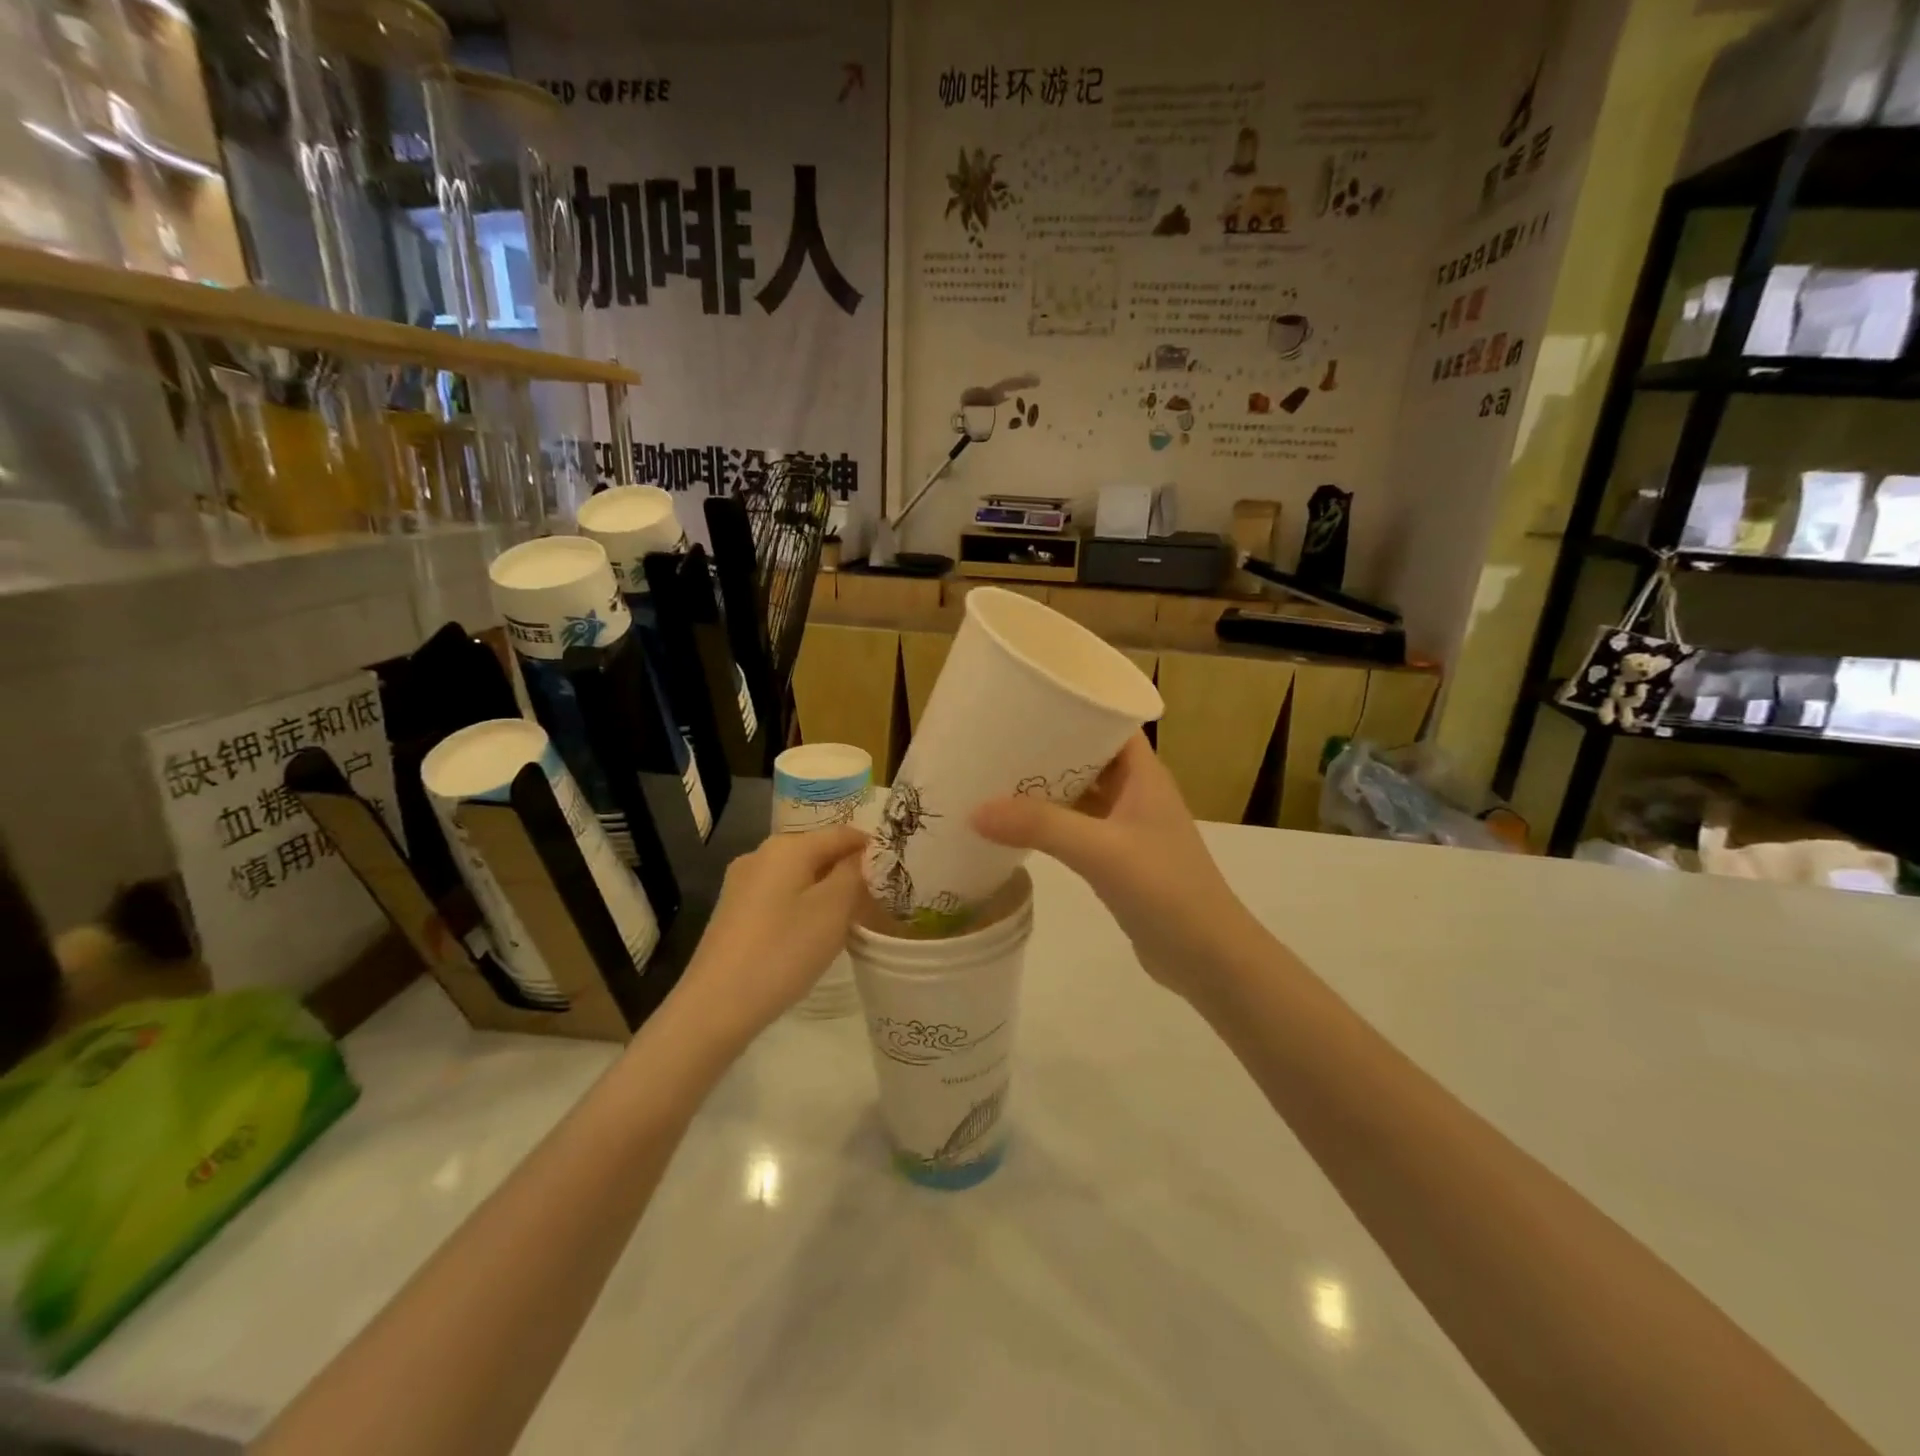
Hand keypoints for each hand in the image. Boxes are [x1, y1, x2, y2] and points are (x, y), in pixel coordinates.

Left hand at [674, 826, 866, 1048]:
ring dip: (825, 892)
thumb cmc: (783, 951)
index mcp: (788, 846)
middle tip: (875, 901)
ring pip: (798, 876)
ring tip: (847, 921)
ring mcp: (742, 883)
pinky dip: (802, 907)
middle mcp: (761, 854)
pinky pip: (779, 896)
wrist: (716, 1006)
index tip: (895, 874)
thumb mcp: (834, 909)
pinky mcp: (733, 911)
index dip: (871, 848)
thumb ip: (854, 874)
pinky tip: (810, 936)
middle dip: (847, 872)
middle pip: (817, 852)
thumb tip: (860, 856)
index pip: (842, 833)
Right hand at [972, 734, 1258, 1001]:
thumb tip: (975, 810)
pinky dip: (1050, 822)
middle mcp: (1136, 792)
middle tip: (994, 738)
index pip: (1108, 720)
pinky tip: (1016, 826)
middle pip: (1087, 755)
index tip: (1024, 702)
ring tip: (994, 776)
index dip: (1072, 706)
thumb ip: (1041, 827)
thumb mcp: (1101, 851)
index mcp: (1143, 774)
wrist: (1207, 958)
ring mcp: (1127, 827)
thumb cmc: (1165, 890)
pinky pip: (1077, 827)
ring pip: (1080, 793)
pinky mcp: (1118, 859)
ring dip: (1045, 787)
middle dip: (1046, 747)